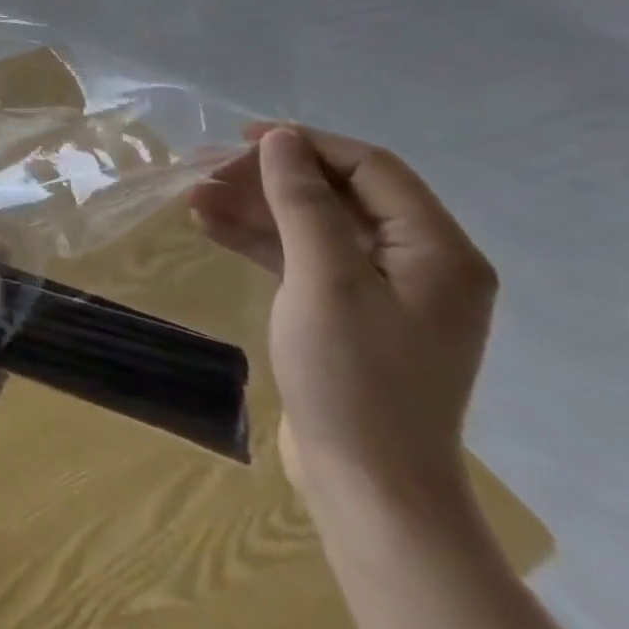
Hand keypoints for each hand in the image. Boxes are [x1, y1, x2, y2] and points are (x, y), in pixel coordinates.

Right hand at [188, 125, 496, 505]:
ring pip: (312, 225)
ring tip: (192, 198)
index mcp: (437, 250)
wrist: (368, 488)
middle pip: (337, 193)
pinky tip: (209, 227)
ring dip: (254, 208)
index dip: (305, 145)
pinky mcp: (348, 313)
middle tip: (205, 172)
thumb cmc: (354, 378)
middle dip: (269, 178)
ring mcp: (382, 290)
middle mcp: (419, 263)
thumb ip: (303, 201)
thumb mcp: (324, 278)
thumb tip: (280, 140)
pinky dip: (259, 241)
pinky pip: (303, 258)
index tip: (240, 140)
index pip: (371, 167)